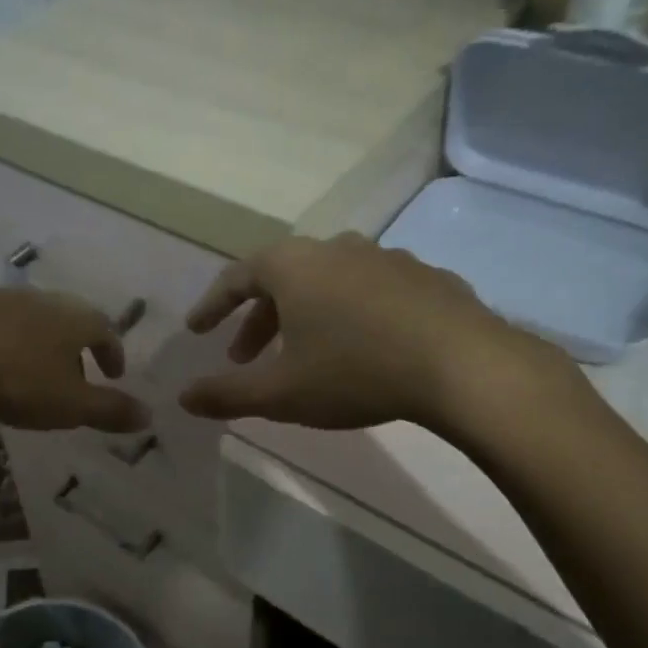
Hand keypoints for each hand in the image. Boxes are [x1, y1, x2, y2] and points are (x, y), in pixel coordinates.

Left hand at [0, 288, 150, 432]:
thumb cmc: (16, 377)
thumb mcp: (70, 404)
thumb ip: (110, 409)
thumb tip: (149, 415)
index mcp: (75, 319)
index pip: (106, 330)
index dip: (113, 352)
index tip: (114, 372)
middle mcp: (43, 300)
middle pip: (70, 318)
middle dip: (77, 345)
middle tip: (76, 372)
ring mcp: (0, 297)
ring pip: (31, 318)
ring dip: (39, 342)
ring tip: (32, 370)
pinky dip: (2, 340)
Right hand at [177, 233, 584, 435]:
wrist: (464, 366)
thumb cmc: (356, 371)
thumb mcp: (282, 392)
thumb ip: (227, 395)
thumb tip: (183, 398)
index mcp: (293, 266)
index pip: (236, 278)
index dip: (212, 306)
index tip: (197, 330)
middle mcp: (335, 249)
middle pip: (281, 278)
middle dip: (257, 318)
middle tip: (244, 356)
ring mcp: (385, 257)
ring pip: (327, 282)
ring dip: (304, 314)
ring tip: (303, 352)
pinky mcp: (425, 276)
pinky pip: (370, 290)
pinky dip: (351, 313)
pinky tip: (363, 346)